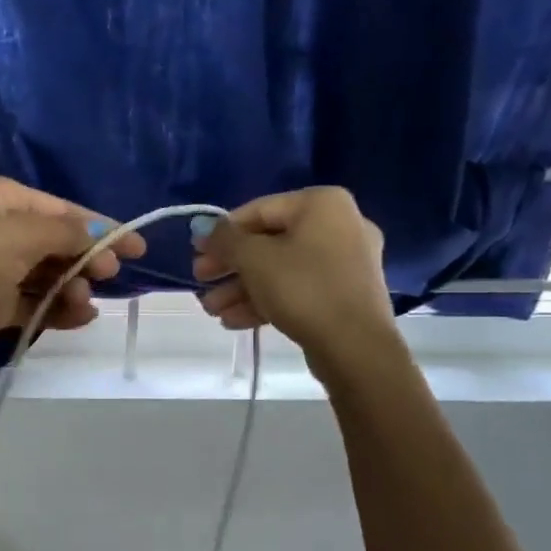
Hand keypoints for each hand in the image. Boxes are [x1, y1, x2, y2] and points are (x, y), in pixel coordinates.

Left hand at [0, 176, 147, 362]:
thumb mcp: (21, 234)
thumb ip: (66, 233)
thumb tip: (100, 234)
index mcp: (4, 199)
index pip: (64, 210)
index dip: (102, 227)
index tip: (138, 249)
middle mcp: (1, 229)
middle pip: (58, 243)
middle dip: (86, 259)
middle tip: (109, 276)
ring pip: (48, 275)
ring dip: (72, 287)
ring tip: (83, 301)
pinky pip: (34, 303)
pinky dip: (57, 309)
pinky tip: (79, 317)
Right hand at [192, 188, 397, 377]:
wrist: (355, 347)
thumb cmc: (302, 288)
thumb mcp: (253, 258)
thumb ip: (224, 239)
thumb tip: (204, 229)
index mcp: (322, 204)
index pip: (258, 210)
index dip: (221, 232)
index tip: (195, 252)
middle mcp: (339, 225)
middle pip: (269, 242)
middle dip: (230, 266)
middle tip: (201, 281)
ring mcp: (345, 263)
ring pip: (281, 270)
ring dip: (241, 288)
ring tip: (212, 310)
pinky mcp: (344, 295)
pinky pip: (297, 289)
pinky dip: (266, 300)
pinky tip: (234, 321)